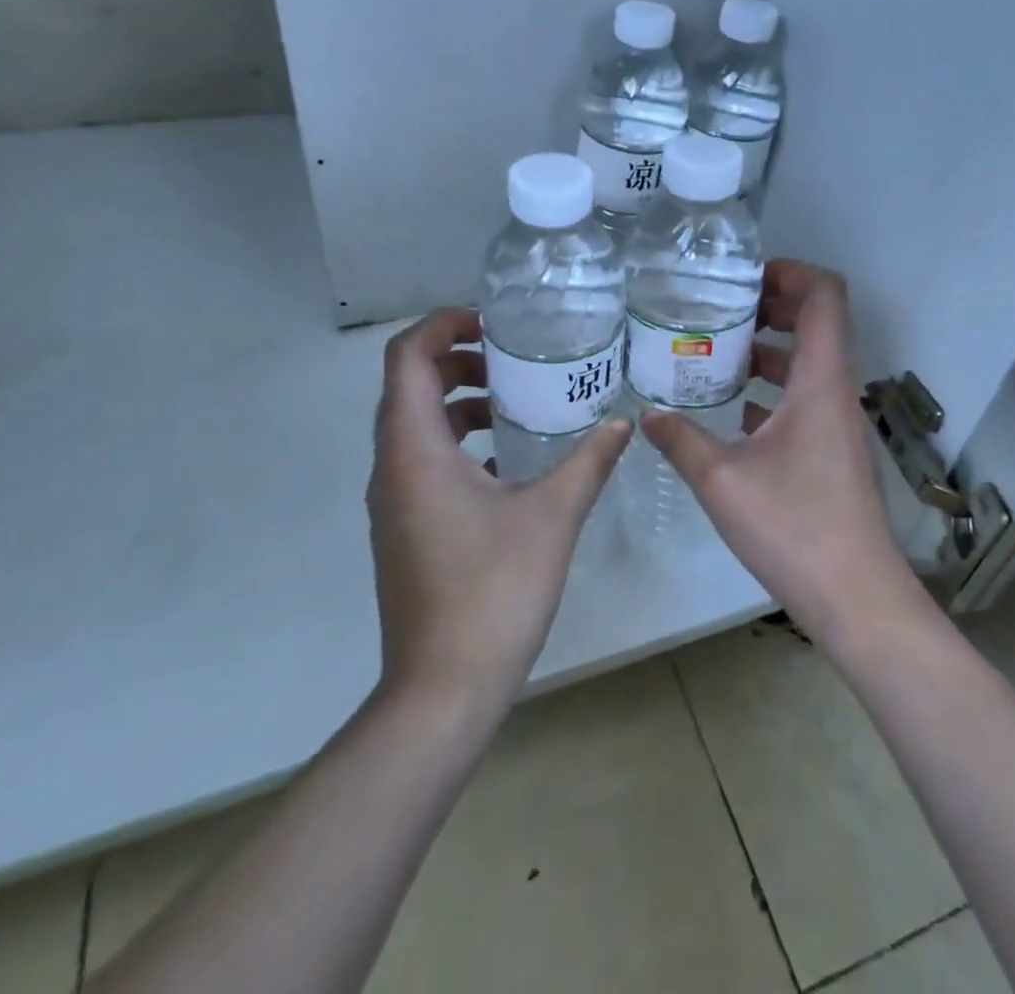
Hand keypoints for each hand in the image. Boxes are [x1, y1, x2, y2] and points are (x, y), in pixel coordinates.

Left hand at [366, 308, 632, 718]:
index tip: (493, 324)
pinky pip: (423, 461)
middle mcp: (392, 466)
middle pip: (409, 385)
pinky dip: (458, 442)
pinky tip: (507, 462)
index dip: (443, 324)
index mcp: (415, 449)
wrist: (442, 691)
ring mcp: (393, 501)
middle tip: (512, 359)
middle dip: (457, 359)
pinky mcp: (404, 528)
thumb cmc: (492, 592)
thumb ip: (588, 461)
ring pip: (415, 425)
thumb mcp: (552, 516)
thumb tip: (622, 422)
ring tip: (515, 402)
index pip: (407, 357)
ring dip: (458, 402)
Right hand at [641, 261, 923, 645]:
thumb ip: (680, 440)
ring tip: (715, 350)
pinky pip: (805, 396)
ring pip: (809, 361)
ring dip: (769, 347)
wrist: (856, 596)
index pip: (825, 296)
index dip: (790, 271)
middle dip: (771, 304)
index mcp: (820, 381)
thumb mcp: (721, 480)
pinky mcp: (833, 449)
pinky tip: (733, 407)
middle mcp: (836, 390)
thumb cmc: (794, 528)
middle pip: (817, 321)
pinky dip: (773, 386)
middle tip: (719, 307)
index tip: (743, 277)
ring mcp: (838, 421)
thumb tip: (646, 414)